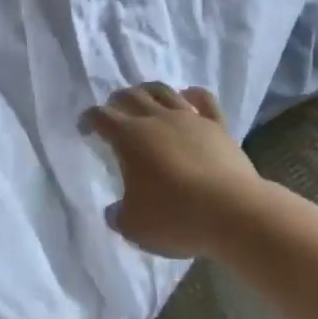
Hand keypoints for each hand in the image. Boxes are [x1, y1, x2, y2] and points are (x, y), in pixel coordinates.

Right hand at [81, 83, 262, 258]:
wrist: (233, 212)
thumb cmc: (177, 217)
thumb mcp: (135, 227)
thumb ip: (119, 215)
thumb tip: (114, 210)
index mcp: (130, 137)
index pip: (101, 116)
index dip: (89, 119)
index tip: (84, 128)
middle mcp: (156, 118)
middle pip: (130, 96)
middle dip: (116, 100)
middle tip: (113, 111)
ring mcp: (189, 118)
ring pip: (163, 91)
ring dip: (148, 91)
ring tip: (143, 98)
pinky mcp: (216, 125)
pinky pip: (203, 99)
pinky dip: (192, 94)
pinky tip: (187, 96)